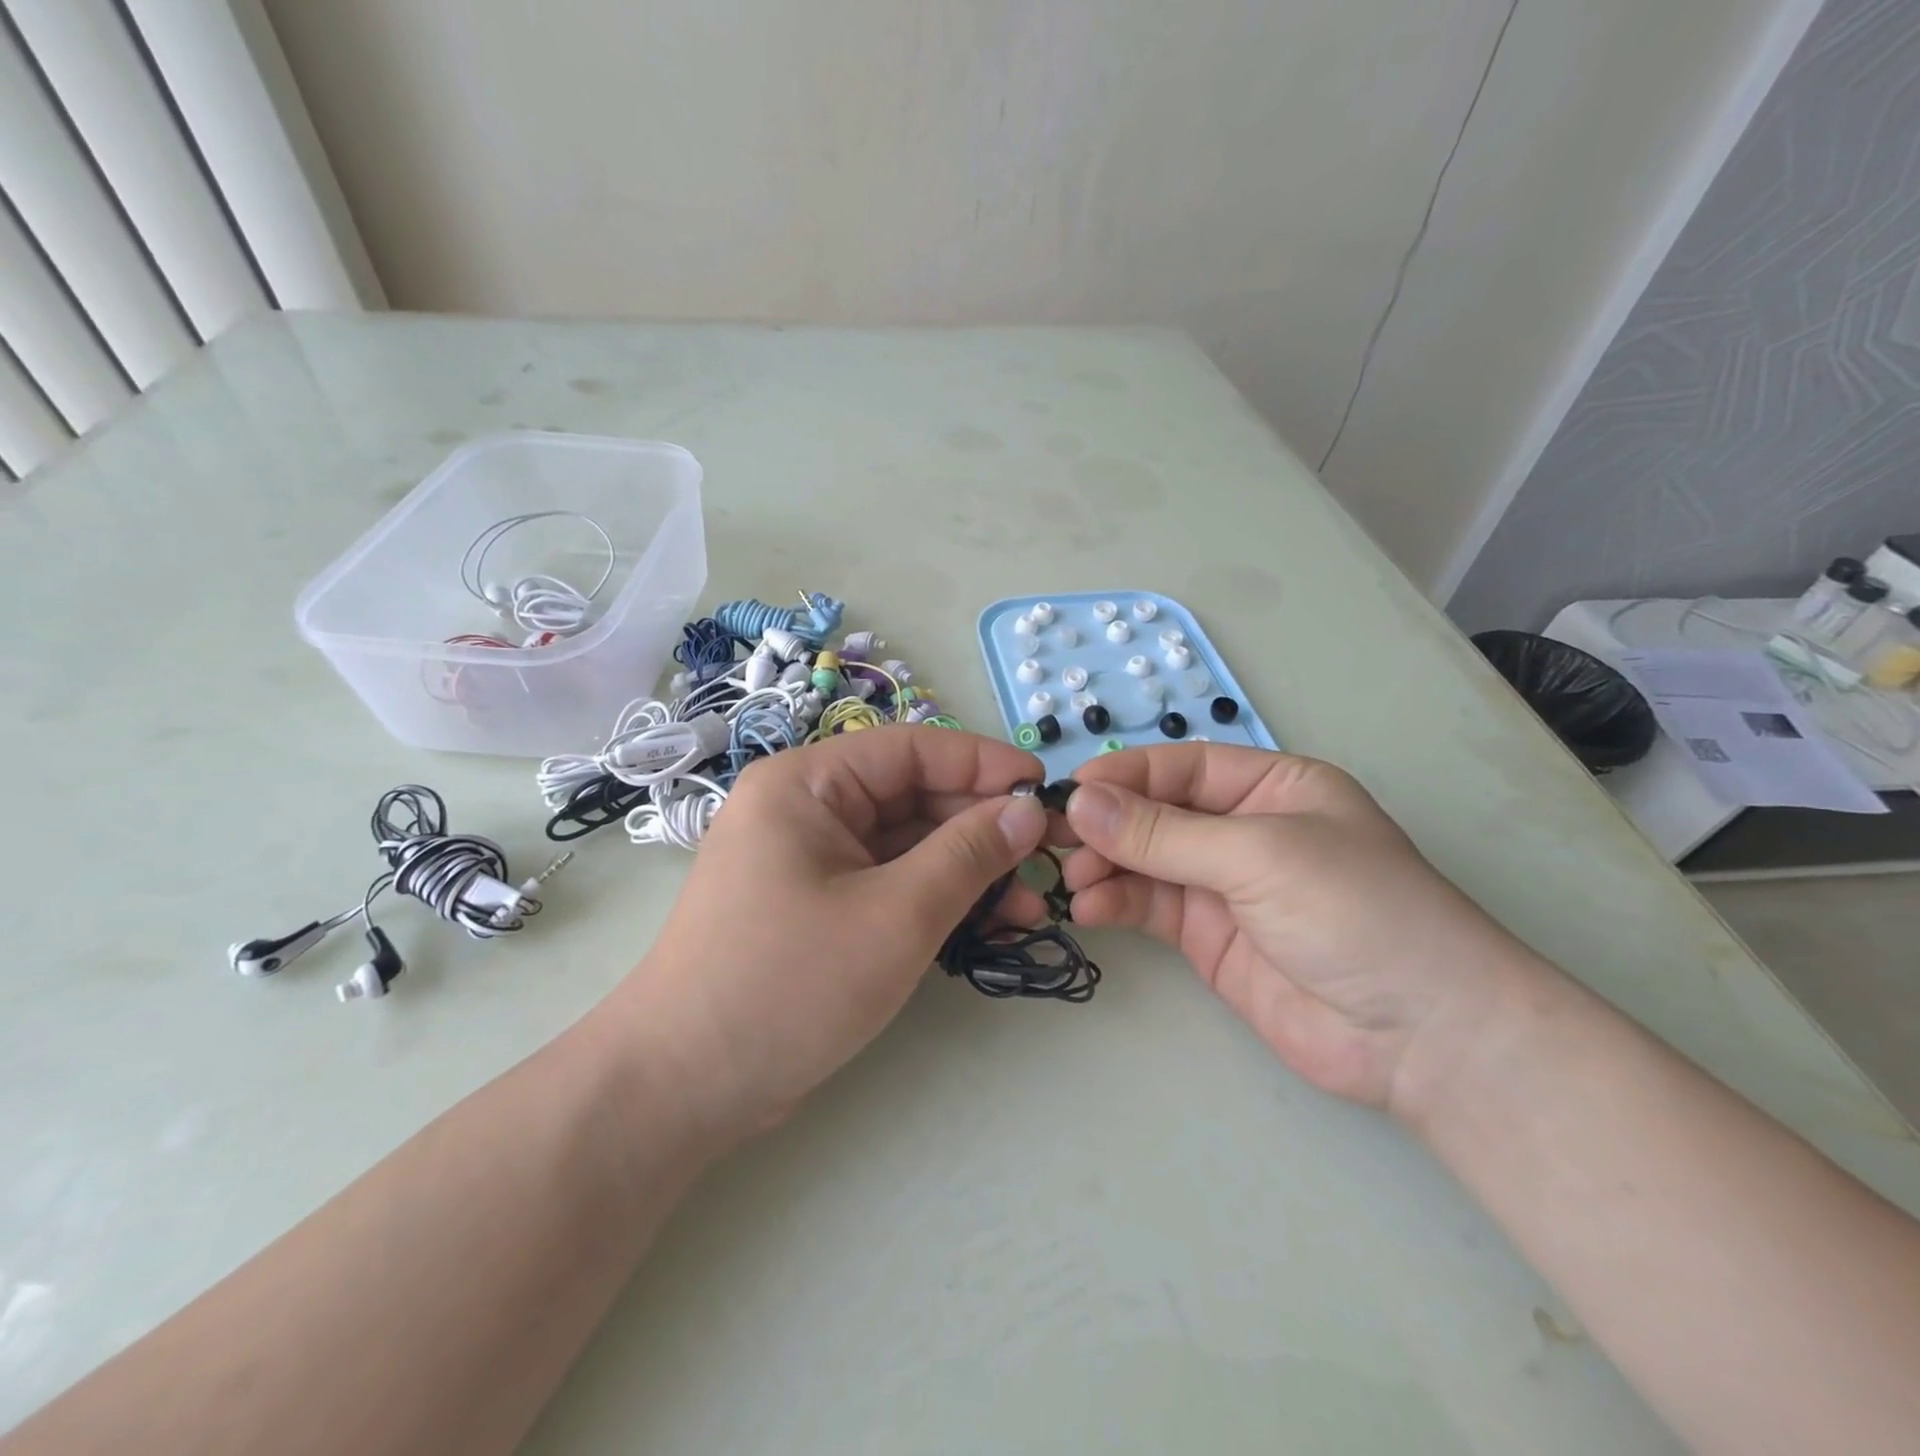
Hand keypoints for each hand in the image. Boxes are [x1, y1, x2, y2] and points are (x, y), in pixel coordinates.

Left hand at [610, 726, 1049, 1142]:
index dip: (982, 764)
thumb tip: (1028, 810)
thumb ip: (968, 854)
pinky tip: (990, 925)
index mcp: (807, 783)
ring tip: (1029, 905)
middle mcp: (807, 809)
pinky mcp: (820, 907)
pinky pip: (891, 884)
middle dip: (981, 828)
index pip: (910, 749)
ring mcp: (812, 861)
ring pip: (907, 846)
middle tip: (1047, 859)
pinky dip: (938, 900)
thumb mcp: (895, 915)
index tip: (1044, 789)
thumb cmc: (788, 984)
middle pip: (912, 797)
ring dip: (968, 871)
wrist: (683, 1088)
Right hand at [1063, 744, 1548, 1114]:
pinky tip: (1088, 908)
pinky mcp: (1207, 938)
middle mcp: (1242, 829)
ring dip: (1104, 865)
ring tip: (1071, 879)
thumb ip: (1164, 833)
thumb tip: (1080, 803)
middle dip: (1107, 823)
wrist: (1422, 1037)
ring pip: (1145, 861)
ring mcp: (1223, 886)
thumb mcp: (1258, 855)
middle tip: (1054, 840)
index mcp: (1271, 787)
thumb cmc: (1356, 911)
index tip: (1070, 791)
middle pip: (1156, 813)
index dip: (1125, 775)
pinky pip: (1149, 907)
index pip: (1181, 766)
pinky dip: (1114, 903)